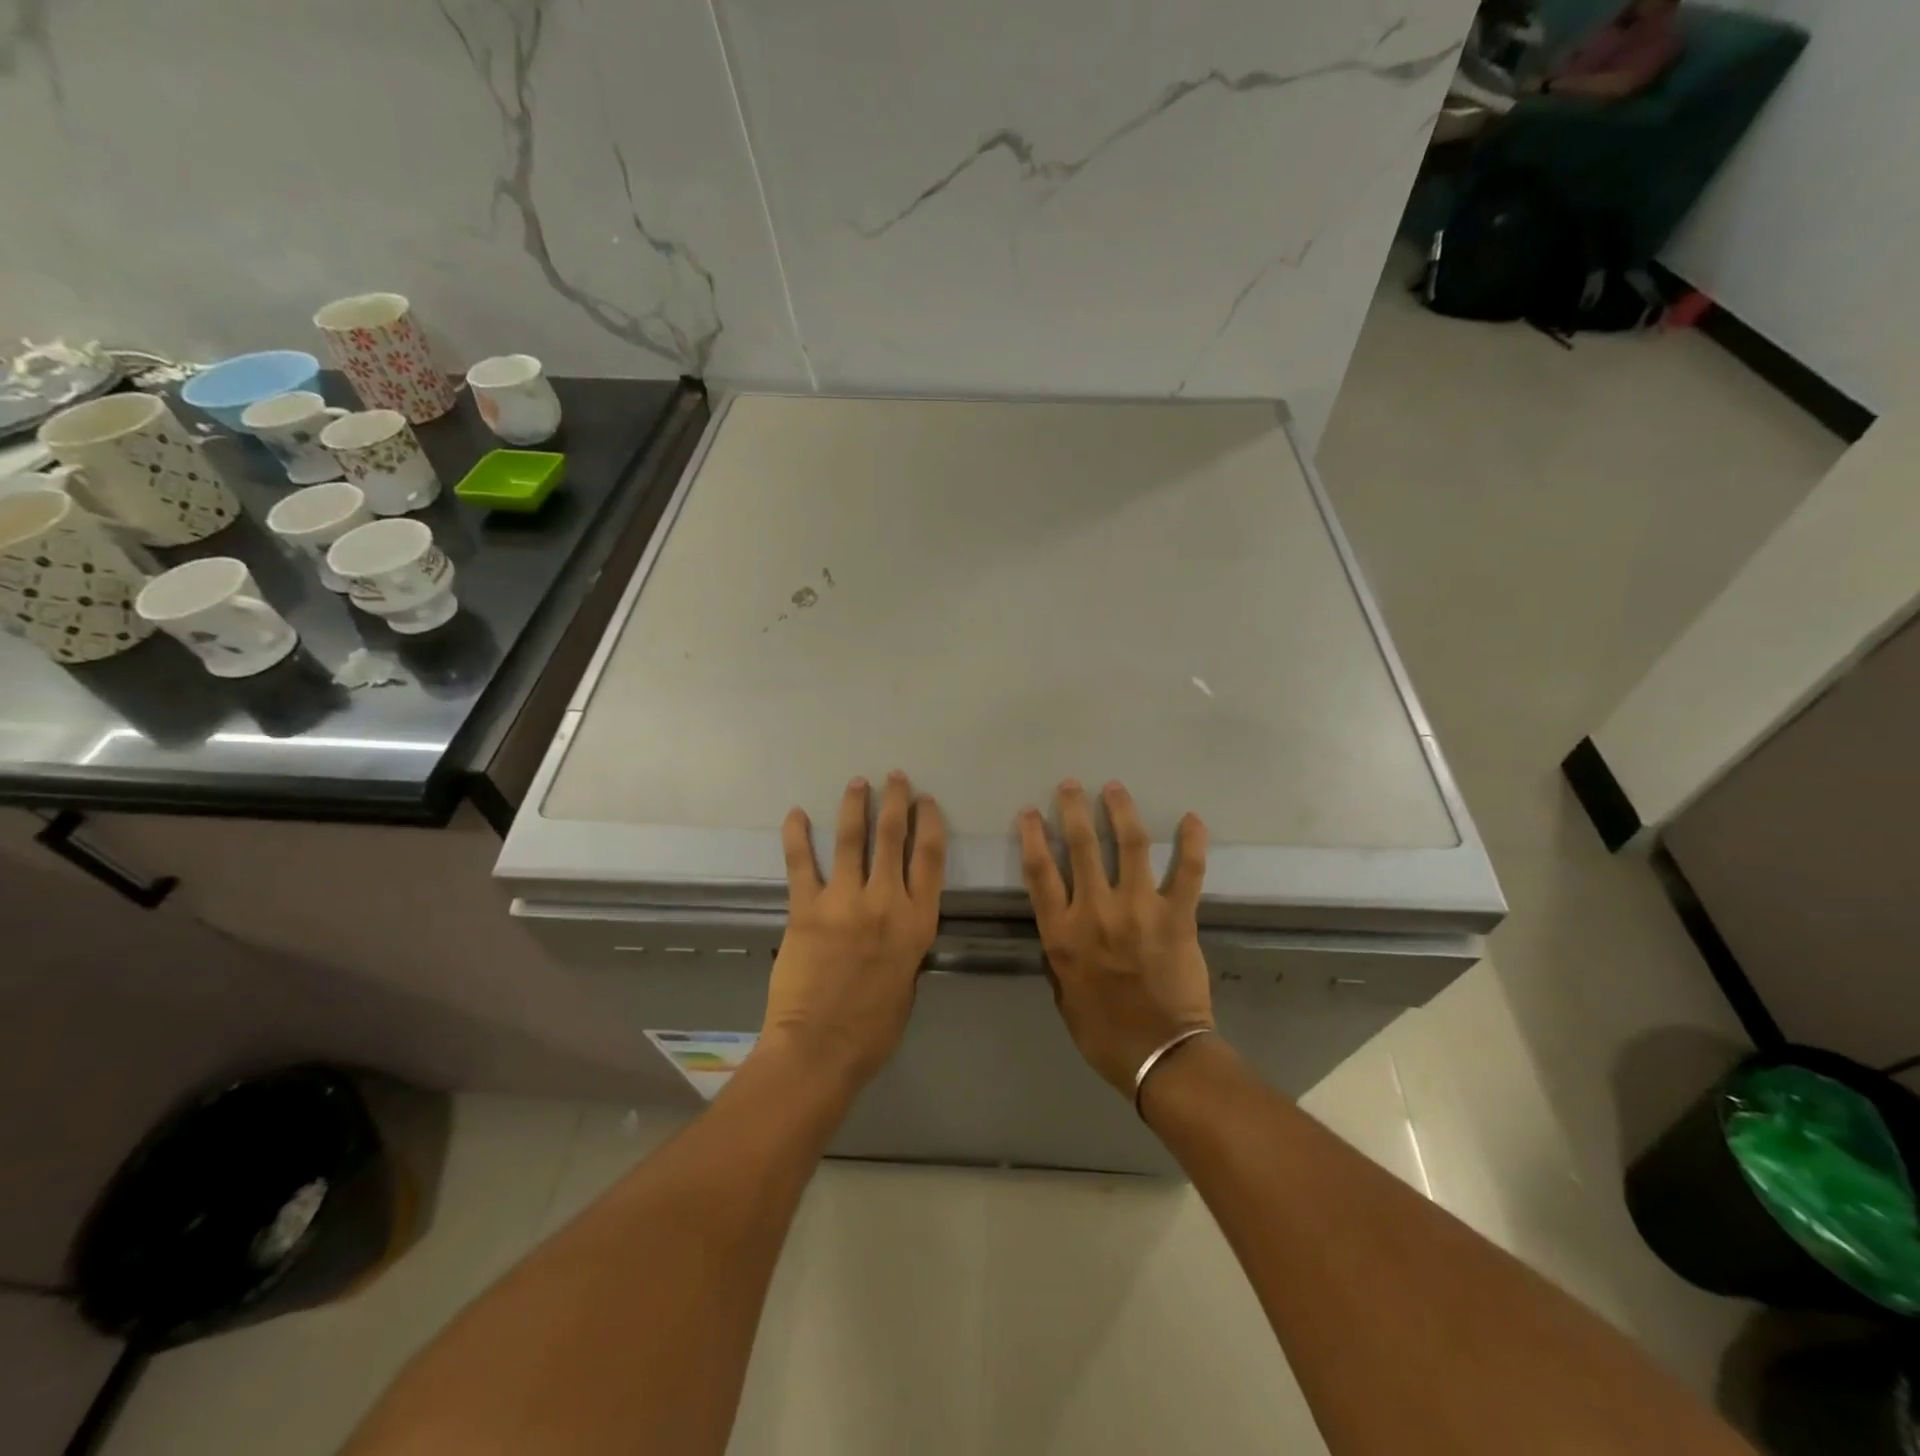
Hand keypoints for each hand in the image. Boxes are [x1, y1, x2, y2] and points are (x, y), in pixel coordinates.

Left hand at [761, 772, 946, 1088]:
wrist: (820, 1048)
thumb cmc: (873, 1028)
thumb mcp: (907, 981)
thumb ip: (905, 944)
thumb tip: (896, 923)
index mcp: (917, 922)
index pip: (930, 859)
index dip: (930, 824)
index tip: (926, 801)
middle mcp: (885, 902)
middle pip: (894, 839)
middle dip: (896, 802)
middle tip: (895, 778)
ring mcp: (844, 902)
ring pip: (853, 841)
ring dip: (855, 807)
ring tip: (857, 782)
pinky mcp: (806, 909)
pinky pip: (801, 864)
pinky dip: (797, 836)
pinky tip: (796, 814)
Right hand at [1018, 780, 1212, 1094]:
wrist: (1159, 1056)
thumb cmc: (1104, 1032)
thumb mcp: (1063, 993)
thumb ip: (1061, 953)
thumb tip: (1065, 927)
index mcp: (1063, 934)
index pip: (1040, 872)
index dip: (1032, 837)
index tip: (1029, 812)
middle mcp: (1096, 912)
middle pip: (1081, 847)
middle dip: (1073, 809)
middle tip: (1071, 785)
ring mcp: (1139, 910)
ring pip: (1130, 846)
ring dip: (1121, 811)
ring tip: (1115, 788)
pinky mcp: (1177, 917)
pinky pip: (1188, 872)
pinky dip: (1192, 843)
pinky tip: (1192, 819)